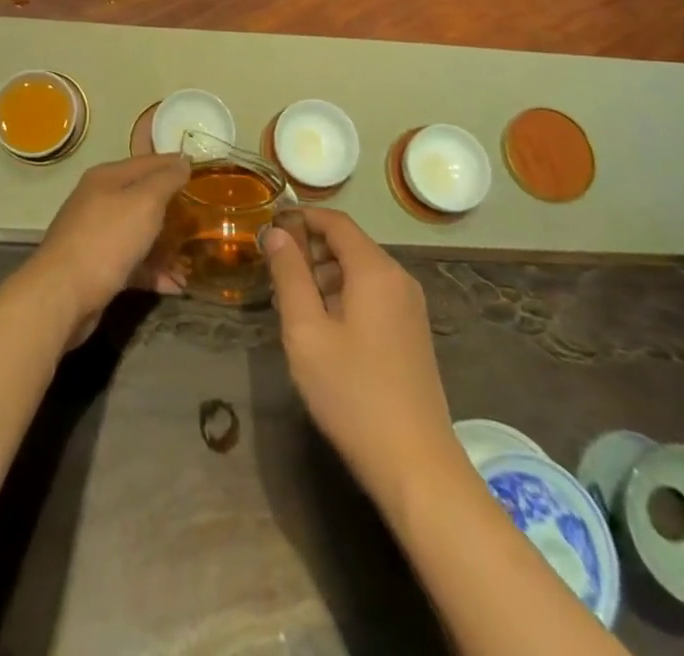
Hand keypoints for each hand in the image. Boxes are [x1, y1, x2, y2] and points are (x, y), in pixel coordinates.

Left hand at [22, 154, 191, 339]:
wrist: (62, 294)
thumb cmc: (107, 239)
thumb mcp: (144, 202)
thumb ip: (166, 180)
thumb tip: (182, 161)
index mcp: (108, 177)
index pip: (148, 162)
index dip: (175, 165)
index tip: (204, 175)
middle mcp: (99, 201)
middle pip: (143, 198)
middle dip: (172, 209)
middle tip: (202, 220)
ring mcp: (96, 235)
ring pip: (138, 233)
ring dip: (165, 246)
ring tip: (192, 261)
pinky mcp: (96, 267)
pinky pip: (132, 263)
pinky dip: (153, 271)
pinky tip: (176, 286)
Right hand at [264, 209, 456, 515]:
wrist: (416, 466)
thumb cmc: (353, 394)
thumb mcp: (306, 332)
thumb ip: (289, 275)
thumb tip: (276, 232)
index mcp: (375, 270)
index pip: (335, 222)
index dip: (300, 217)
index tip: (267, 227)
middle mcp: (398, 279)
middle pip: (348, 244)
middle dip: (308, 249)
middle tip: (272, 271)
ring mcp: (409, 307)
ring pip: (358, 271)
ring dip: (322, 275)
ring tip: (288, 301)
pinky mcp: (411, 333)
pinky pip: (371, 295)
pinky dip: (342, 296)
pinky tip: (319, 326)